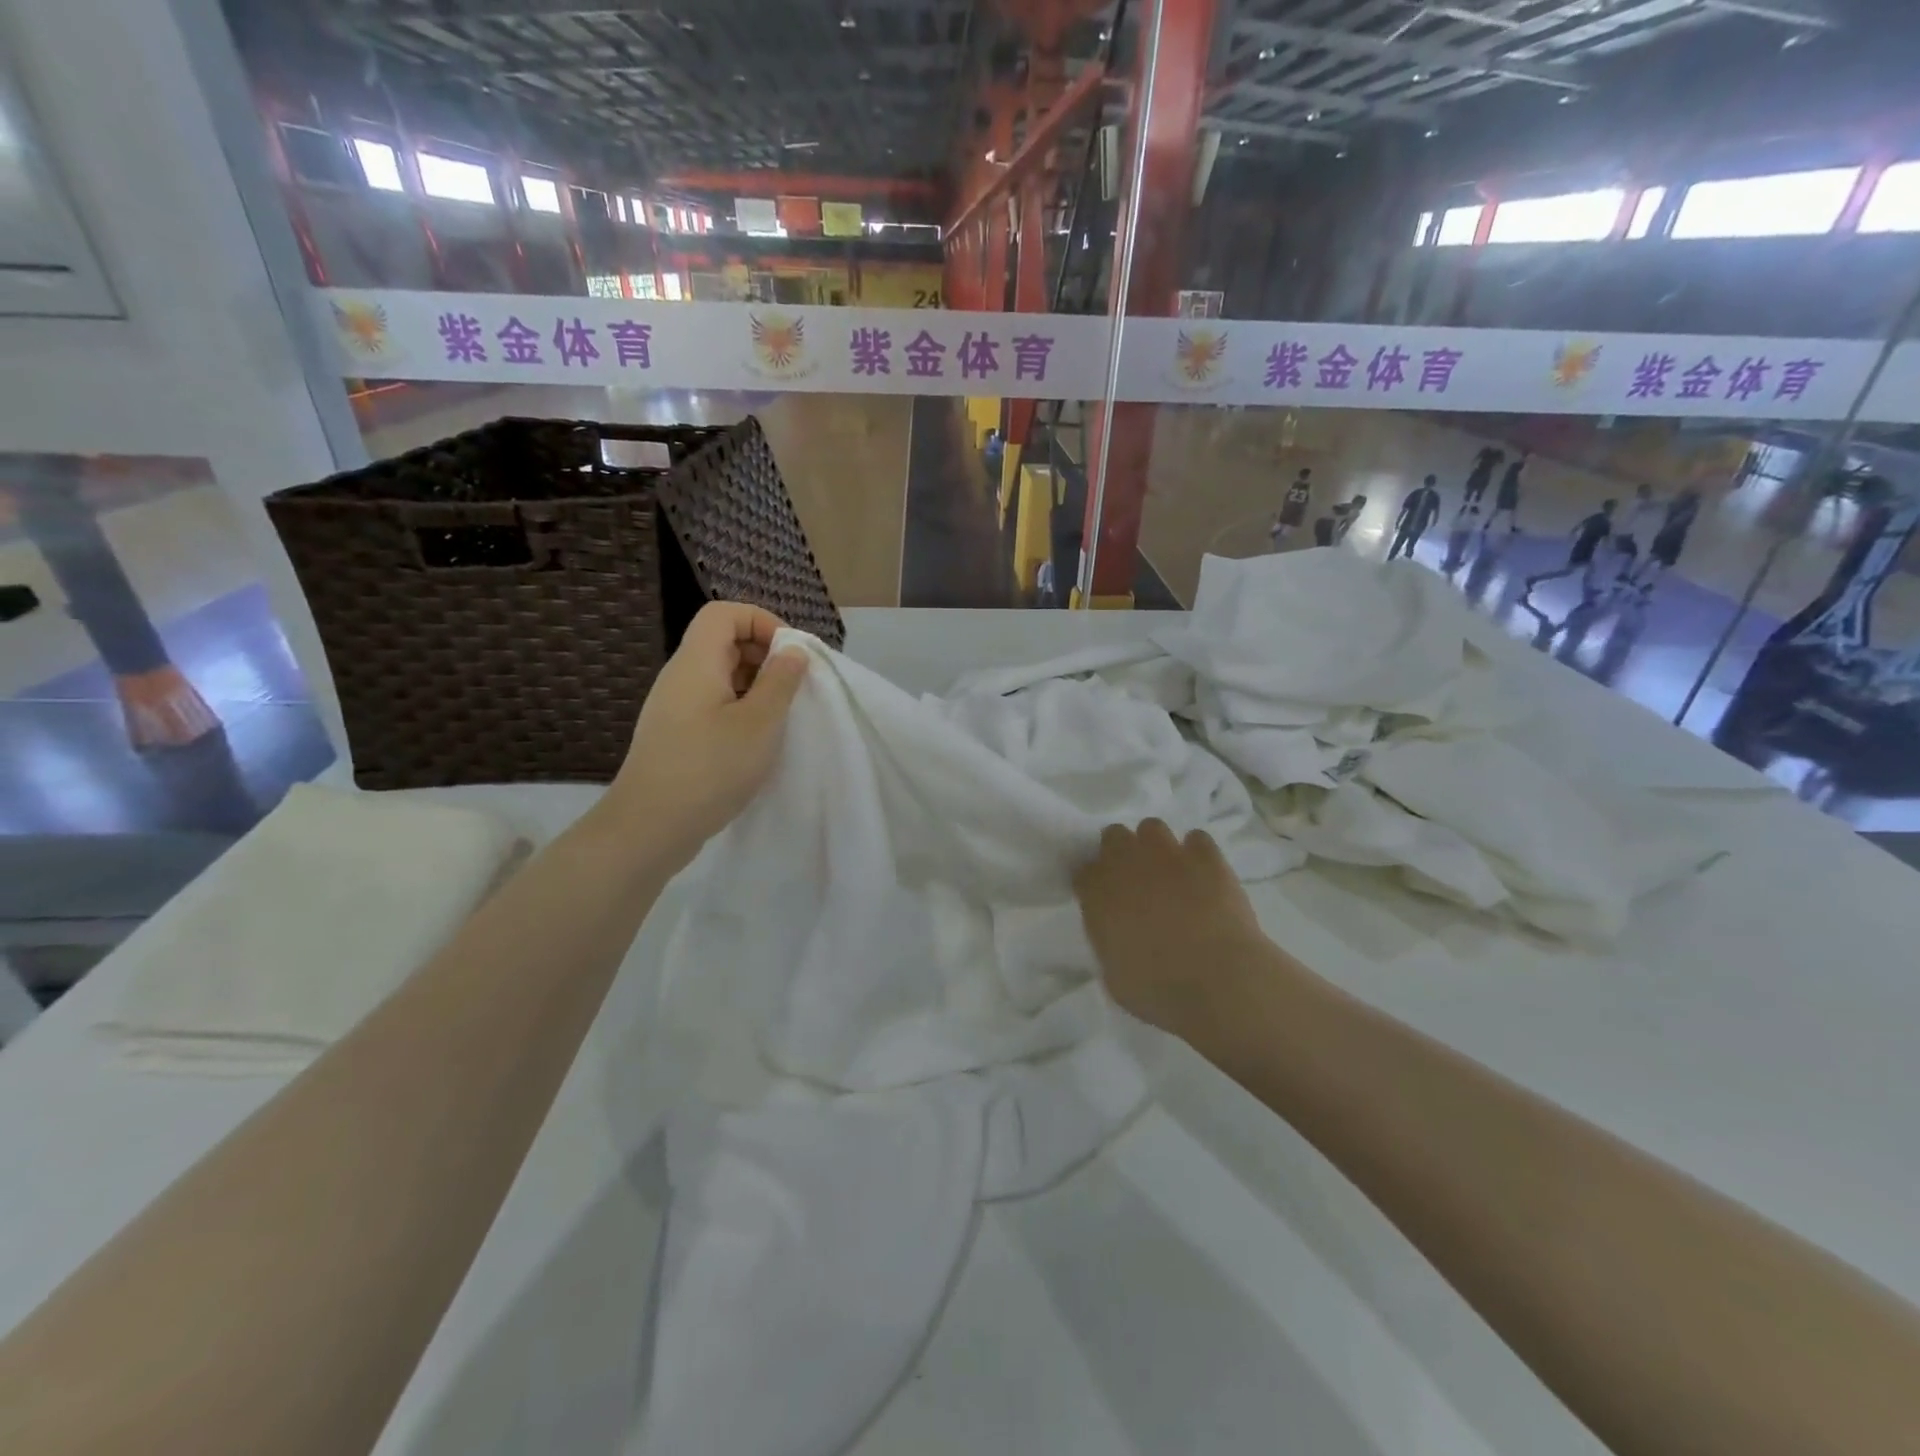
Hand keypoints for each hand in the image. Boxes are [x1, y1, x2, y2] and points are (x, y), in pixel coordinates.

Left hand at [608, 601, 808, 869]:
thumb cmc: (710, 768)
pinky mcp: (675, 735)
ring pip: (720, 676)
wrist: (650, 827)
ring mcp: (674, 707)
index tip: (791, 655)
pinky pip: (712, 704)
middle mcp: (680, 676)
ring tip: (778, 718)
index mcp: (696, 662)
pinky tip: (755, 742)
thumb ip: (780, 681)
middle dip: (764, 655)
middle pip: (722, 641)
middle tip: (792, 688)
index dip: (762, 621)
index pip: (724, 613)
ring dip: (755, 687)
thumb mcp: (760, 723)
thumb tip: (793, 651)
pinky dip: (740, 710)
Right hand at [1073, 820, 1272, 1040]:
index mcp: (1097, 892)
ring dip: (1156, 846)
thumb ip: (1108, 942)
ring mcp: (1168, 854)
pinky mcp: (1207, 856)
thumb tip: (1117, 934)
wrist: (1217, 980)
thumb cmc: (1157, 989)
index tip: (1104, 899)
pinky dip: (1197, 853)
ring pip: (1152, 827)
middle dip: (1121, 853)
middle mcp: (1126, 863)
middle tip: (1136, 880)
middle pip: (1113, 836)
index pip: (1083, 871)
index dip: (1094, 883)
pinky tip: (1204, 874)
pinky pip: (1197, 839)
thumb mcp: (1113, 975)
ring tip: (1169, 871)